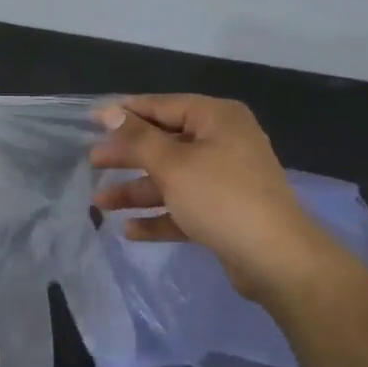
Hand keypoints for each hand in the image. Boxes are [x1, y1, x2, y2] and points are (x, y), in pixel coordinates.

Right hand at [89, 95, 334, 303]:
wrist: (276, 259)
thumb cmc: (221, 198)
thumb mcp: (172, 164)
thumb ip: (137, 138)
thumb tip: (109, 112)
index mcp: (217, 120)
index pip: (162, 106)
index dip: (125, 112)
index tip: (91, 120)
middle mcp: (223, 143)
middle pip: (165, 143)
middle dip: (127, 156)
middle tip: (93, 162)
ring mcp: (225, 180)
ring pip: (171, 179)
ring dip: (136, 190)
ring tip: (99, 204)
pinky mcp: (224, 214)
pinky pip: (183, 208)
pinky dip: (159, 216)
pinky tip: (129, 230)